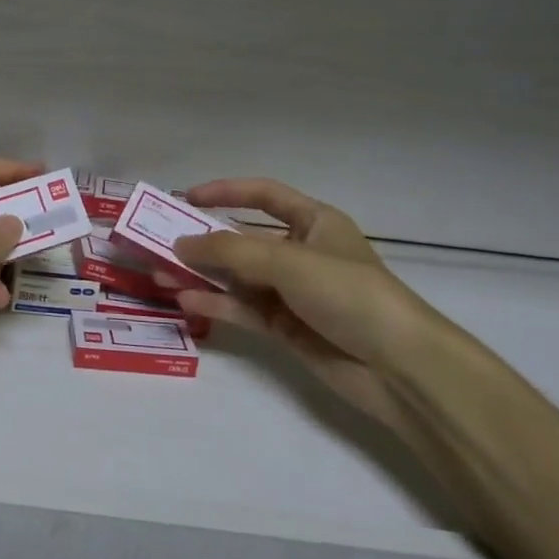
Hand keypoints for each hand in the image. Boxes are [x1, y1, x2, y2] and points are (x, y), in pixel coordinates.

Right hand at [156, 179, 464, 443]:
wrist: (399, 367)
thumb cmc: (349, 294)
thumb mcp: (288, 262)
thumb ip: (230, 251)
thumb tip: (180, 244)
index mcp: (314, 222)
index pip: (264, 196)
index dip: (226, 192)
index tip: (186, 198)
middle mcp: (301, 253)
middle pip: (243, 239)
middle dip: (203, 240)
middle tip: (160, 242)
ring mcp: (292, 293)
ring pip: (237, 277)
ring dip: (201, 275)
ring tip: (159, 274)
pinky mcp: (286, 328)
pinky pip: (242, 309)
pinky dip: (215, 304)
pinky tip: (185, 301)